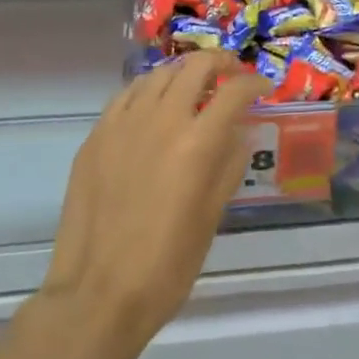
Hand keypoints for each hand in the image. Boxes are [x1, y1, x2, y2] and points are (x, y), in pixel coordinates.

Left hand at [40, 52, 269, 358]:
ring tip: (194, 88)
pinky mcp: (96, 137)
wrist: (97, 294)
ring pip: (158, 74)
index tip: (262, 87)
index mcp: (197, 143)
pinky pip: (126, 95)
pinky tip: (153, 106)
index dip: (254, 83)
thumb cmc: (167, 265)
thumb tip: (240, 132)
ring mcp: (123, 124)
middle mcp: (161, 120)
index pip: (234, 91)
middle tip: (231, 77)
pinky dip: (148, 90)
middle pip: (196, 66)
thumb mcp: (212, 216)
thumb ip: (229, 165)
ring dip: (183, 73)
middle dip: (221, 64)